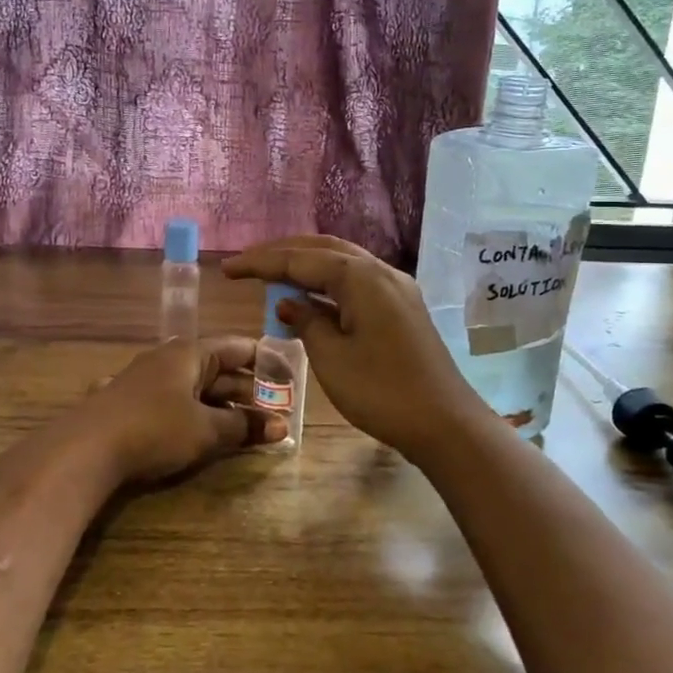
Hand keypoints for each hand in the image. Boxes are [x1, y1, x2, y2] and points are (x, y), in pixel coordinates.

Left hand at [69, 336, 284, 486]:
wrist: (85, 449)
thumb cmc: (155, 429)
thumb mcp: (206, 430)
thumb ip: (243, 426)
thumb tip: (282, 427)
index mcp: (190, 353)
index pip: (237, 347)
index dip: (265, 361)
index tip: (288, 377)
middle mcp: (168, 358)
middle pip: (216, 368)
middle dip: (246, 390)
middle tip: (275, 411)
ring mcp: (145, 380)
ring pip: (193, 387)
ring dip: (220, 405)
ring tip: (246, 427)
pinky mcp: (128, 403)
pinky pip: (172, 402)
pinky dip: (191, 414)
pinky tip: (199, 431)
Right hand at [222, 236, 484, 455]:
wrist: (445, 423)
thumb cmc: (382, 392)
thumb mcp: (332, 358)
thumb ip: (307, 322)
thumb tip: (289, 303)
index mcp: (361, 277)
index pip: (300, 259)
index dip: (261, 263)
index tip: (228, 269)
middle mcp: (381, 272)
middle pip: (323, 250)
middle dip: (283, 254)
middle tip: (247, 265)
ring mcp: (396, 289)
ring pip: (342, 263)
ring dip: (306, 266)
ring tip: (271, 276)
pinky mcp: (402, 307)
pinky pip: (357, 283)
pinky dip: (328, 285)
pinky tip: (310, 299)